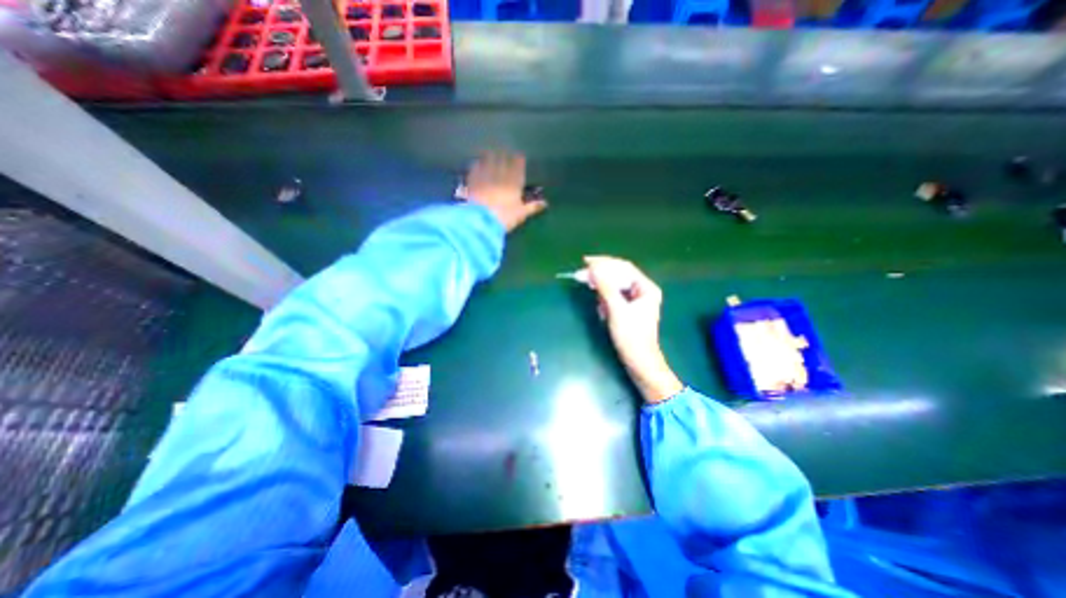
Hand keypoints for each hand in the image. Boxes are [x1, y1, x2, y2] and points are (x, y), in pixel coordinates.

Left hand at [468, 148, 548, 230]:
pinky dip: (478, 163)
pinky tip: (478, 162)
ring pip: (489, 158)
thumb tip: (545, 203)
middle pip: (503, 158)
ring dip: (491, 155)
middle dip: (504, 155)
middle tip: (504, 153)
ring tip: (491, 154)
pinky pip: (476, 165)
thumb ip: (532, 206)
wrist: (481, 220)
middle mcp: (501, 174)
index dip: (518, 160)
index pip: (518, 165)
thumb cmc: (505, 218)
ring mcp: (485, 174)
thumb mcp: (521, 214)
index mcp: (514, 182)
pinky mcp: (473, 178)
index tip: (519, 157)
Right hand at [582, 254, 681, 402]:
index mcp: (646, 287)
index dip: (604, 263)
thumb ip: (605, 287)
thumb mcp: (616, 309)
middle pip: (619, 275)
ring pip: (615, 286)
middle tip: (581, 276)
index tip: (586, 261)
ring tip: (592, 295)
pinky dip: (605, 300)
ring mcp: (636, 300)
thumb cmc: (631, 336)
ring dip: (602, 289)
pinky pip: (614, 297)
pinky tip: (601, 308)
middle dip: (600, 276)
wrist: (639, 362)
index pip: (624, 267)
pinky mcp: (629, 309)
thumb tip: (594, 268)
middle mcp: (643, 290)